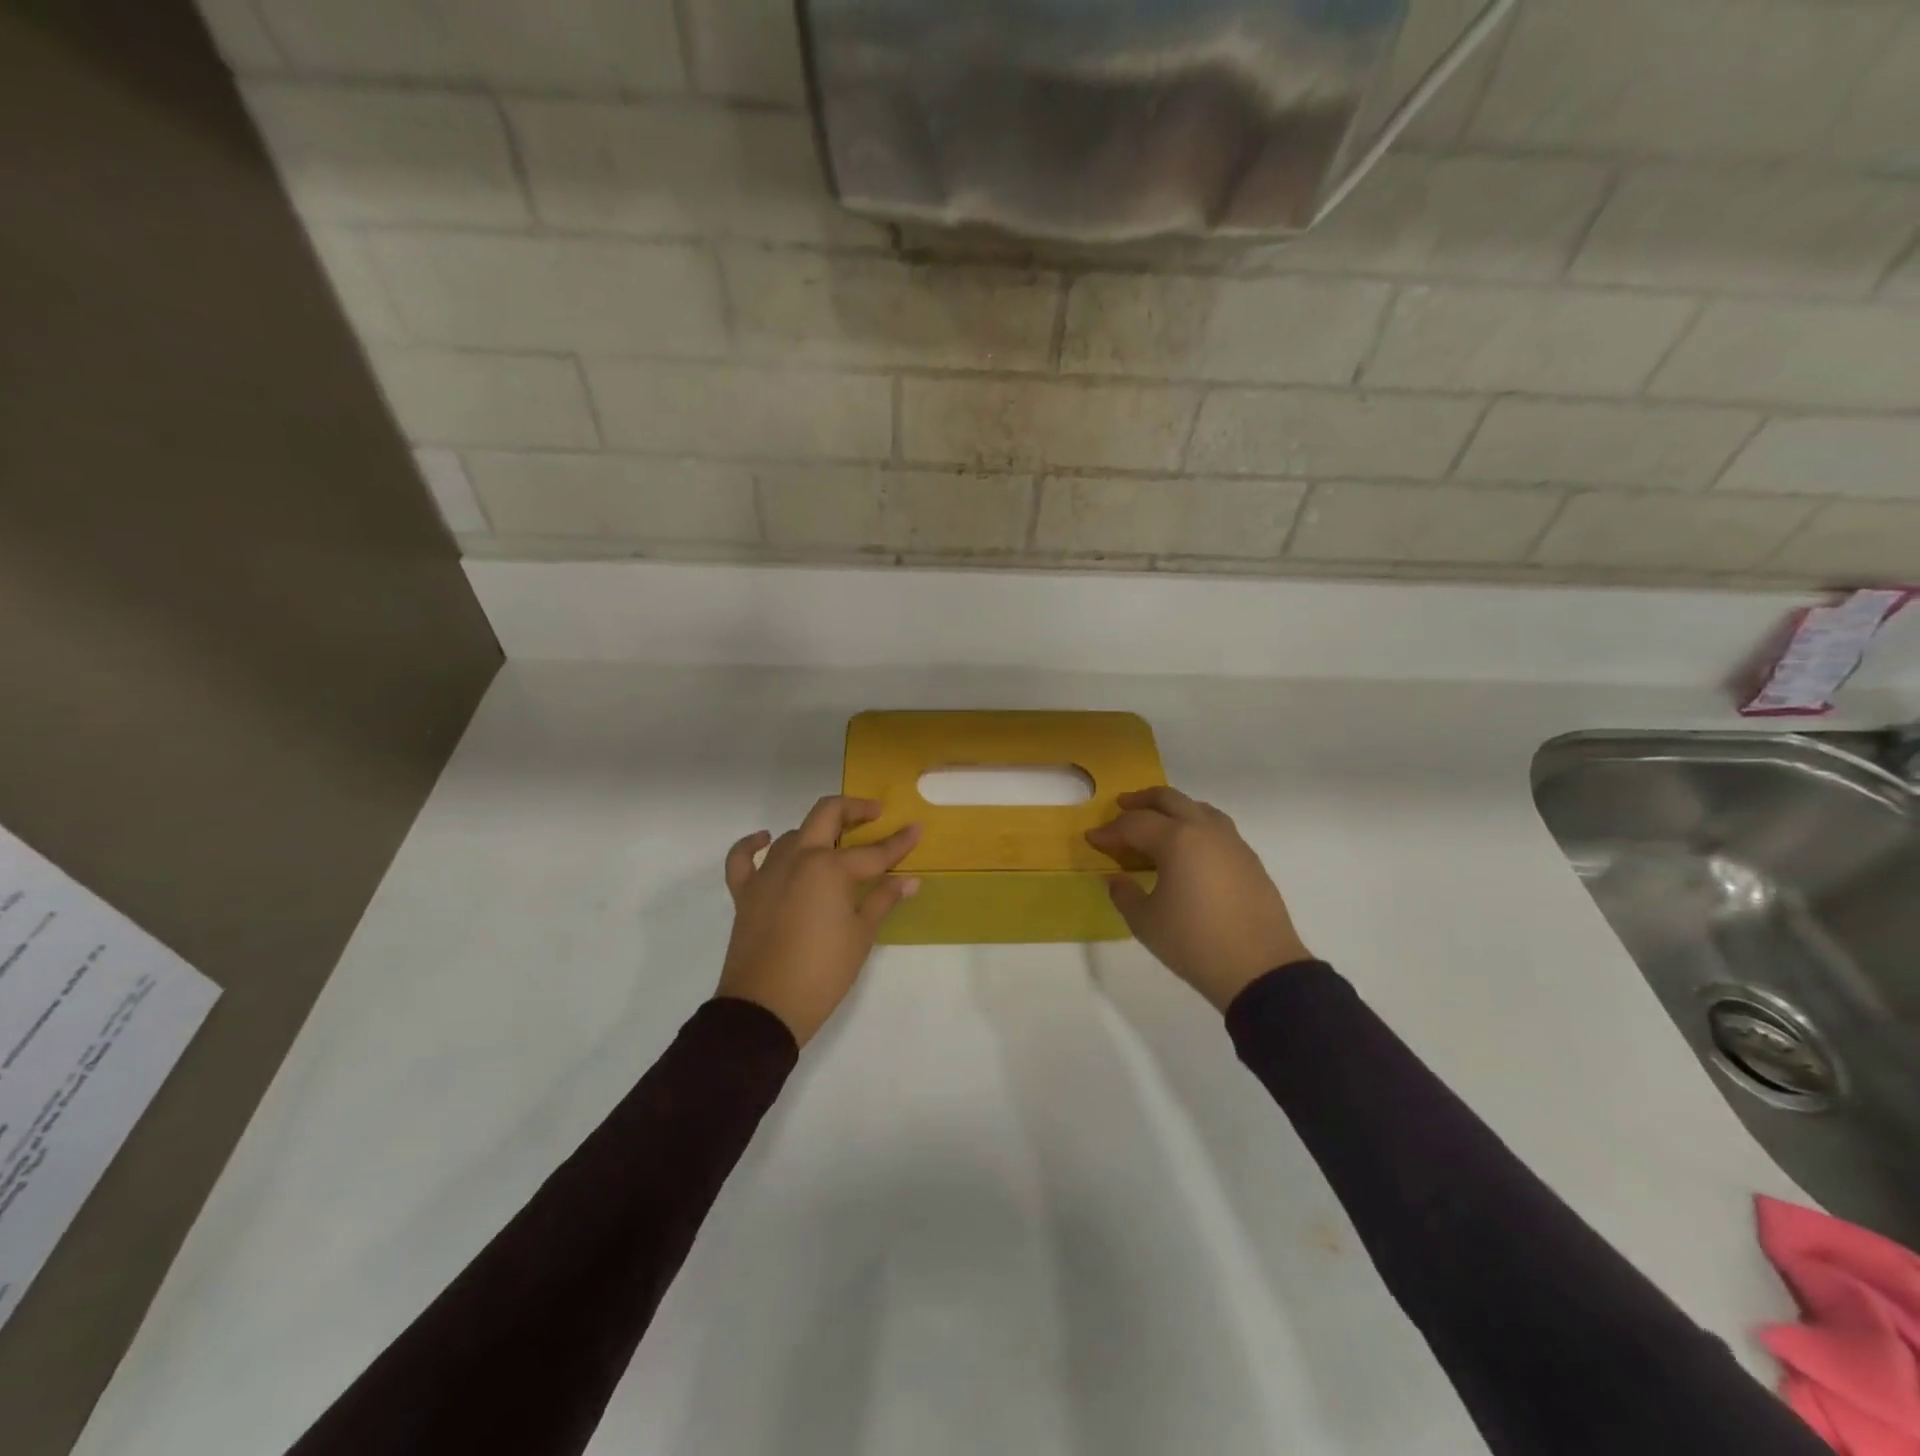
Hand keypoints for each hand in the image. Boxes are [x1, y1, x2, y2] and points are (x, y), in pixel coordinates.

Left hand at [719, 796, 919, 1045]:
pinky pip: (743, 858)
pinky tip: (765, 839)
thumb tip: (910, 881)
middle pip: (827, 815)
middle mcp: (798, 858)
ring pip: (793, 834)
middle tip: (874, 814)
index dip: (899, 842)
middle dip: (854, 809)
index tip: (916, 829)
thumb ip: (882, 899)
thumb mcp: (861, 935)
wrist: (765, 1008)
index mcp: (830, 868)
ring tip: (836, 843)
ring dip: (816, 831)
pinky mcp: (745, 891)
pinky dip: (753, 844)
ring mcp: (767, 872)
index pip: (874, 851)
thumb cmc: (823, 972)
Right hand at [1086, 786, 1311, 1012]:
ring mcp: (1232, 842)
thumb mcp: (1145, 922)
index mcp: (1176, 839)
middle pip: (1169, 799)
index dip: (1109, 831)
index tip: (1092, 839)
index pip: (1134, 824)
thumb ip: (1124, 894)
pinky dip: (1195, 826)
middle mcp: (1204, 830)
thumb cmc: (1194, 943)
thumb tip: (1116, 878)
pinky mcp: (1249, 859)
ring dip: (1172, 808)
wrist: (1260, 969)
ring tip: (1157, 822)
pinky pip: (1216, 827)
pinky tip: (1189, 848)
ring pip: (1198, 808)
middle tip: (1121, 807)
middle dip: (1141, 801)